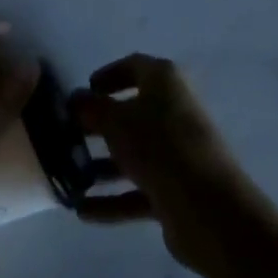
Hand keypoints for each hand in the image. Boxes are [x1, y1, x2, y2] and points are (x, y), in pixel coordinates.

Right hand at [71, 53, 252, 272]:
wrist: (208, 208)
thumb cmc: (158, 145)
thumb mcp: (115, 121)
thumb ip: (91, 108)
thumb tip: (76, 99)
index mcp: (165, 82)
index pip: (134, 67)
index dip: (109, 75)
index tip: (86, 90)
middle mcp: (174, 111)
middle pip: (132, 113)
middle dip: (100, 125)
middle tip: (70, 135)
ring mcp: (177, 153)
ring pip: (134, 154)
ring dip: (103, 166)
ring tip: (70, 178)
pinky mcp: (177, 190)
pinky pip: (139, 190)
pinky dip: (113, 199)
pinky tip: (83, 211)